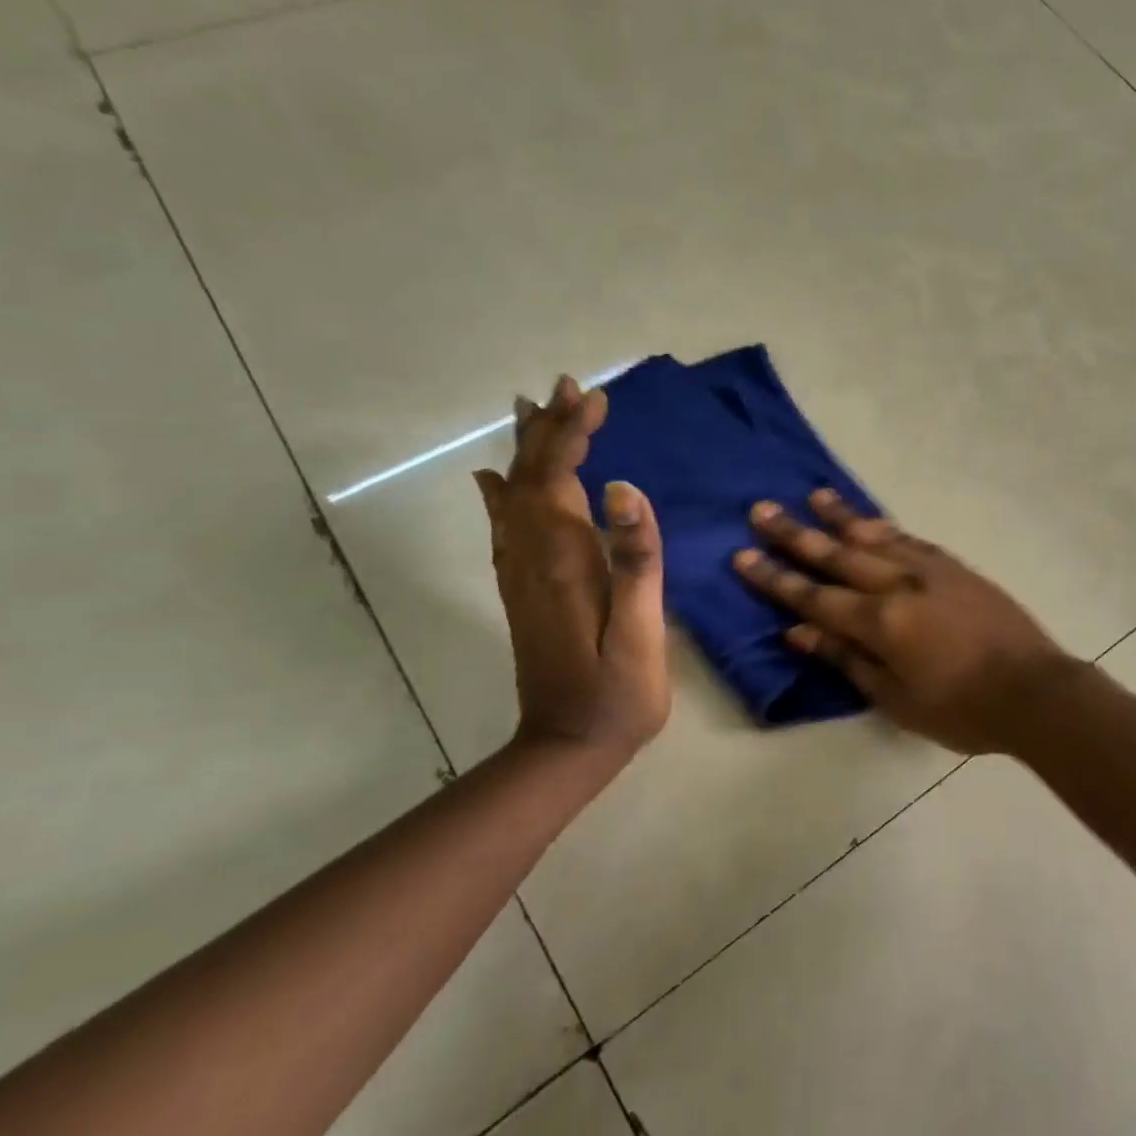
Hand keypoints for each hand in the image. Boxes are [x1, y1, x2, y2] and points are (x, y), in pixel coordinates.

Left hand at [473, 375, 670, 758]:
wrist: (567, 747)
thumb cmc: (617, 692)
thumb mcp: (640, 631)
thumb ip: (635, 559)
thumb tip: (623, 488)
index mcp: (563, 561)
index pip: (561, 479)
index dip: (574, 435)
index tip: (594, 398)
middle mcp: (532, 558)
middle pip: (532, 479)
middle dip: (550, 430)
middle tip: (566, 388)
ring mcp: (521, 575)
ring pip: (515, 497)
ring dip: (527, 451)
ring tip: (532, 411)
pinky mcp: (523, 591)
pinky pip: (505, 527)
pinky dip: (502, 494)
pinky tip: (496, 480)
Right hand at [734, 491, 1074, 754]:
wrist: (1034, 690)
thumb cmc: (961, 709)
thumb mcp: (896, 699)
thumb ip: (847, 660)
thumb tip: (800, 632)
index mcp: (880, 622)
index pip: (814, 596)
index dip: (776, 578)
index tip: (743, 555)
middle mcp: (899, 584)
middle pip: (837, 554)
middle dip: (796, 534)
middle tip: (762, 510)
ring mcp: (930, 570)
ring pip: (874, 536)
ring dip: (840, 516)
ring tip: (813, 495)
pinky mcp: (955, 567)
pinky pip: (910, 538)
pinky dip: (885, 526)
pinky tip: (871, 520)